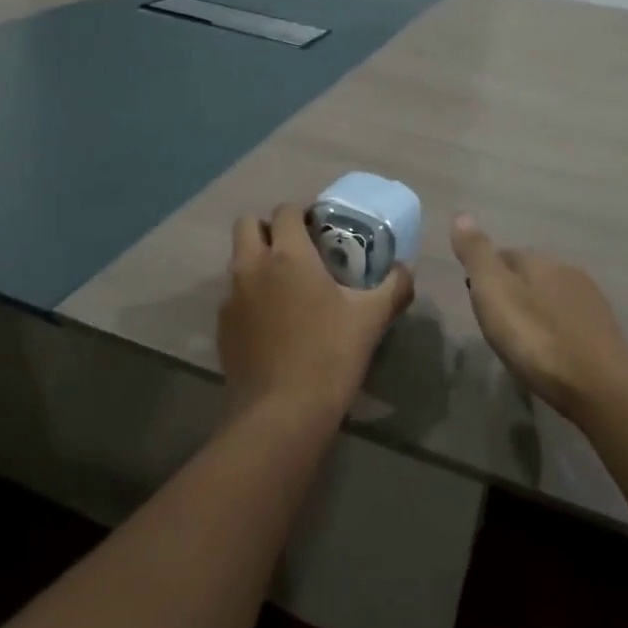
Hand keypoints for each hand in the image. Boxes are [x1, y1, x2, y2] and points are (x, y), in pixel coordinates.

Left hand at [220, 204, 413, 422]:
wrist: (280, 417)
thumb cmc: (328, 356)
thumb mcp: (370, 319)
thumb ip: (393, 287)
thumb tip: (405, 271)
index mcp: (287, 255)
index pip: (286, 210)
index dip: (302, 212)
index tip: (320, 227)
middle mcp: (252, 267)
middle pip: (248, 224)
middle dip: (268, 228)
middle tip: (297, 248)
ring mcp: (231, 298)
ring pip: (238, 260)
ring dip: (257, 261)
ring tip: (287, 286)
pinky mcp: (222, 329)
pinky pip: (234, 296)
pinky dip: (250, 296)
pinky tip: (273, 322)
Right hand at [451, 214, 627, 423]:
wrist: (601, 388)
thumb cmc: (538, 338)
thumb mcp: (494, 293)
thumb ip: (477, 254)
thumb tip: (461, 214)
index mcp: (539, 260)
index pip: (504, 254)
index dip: (486, 274)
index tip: (476, 299)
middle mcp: (567, 271)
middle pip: (529, 275)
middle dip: (512, 292)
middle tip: (495, 322)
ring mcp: (590, 302)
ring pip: (551, 298)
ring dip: (535, 312)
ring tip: (520, 341)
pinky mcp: (605, 333)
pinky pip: (569, 322)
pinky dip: (555, 331)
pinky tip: (549, 353)